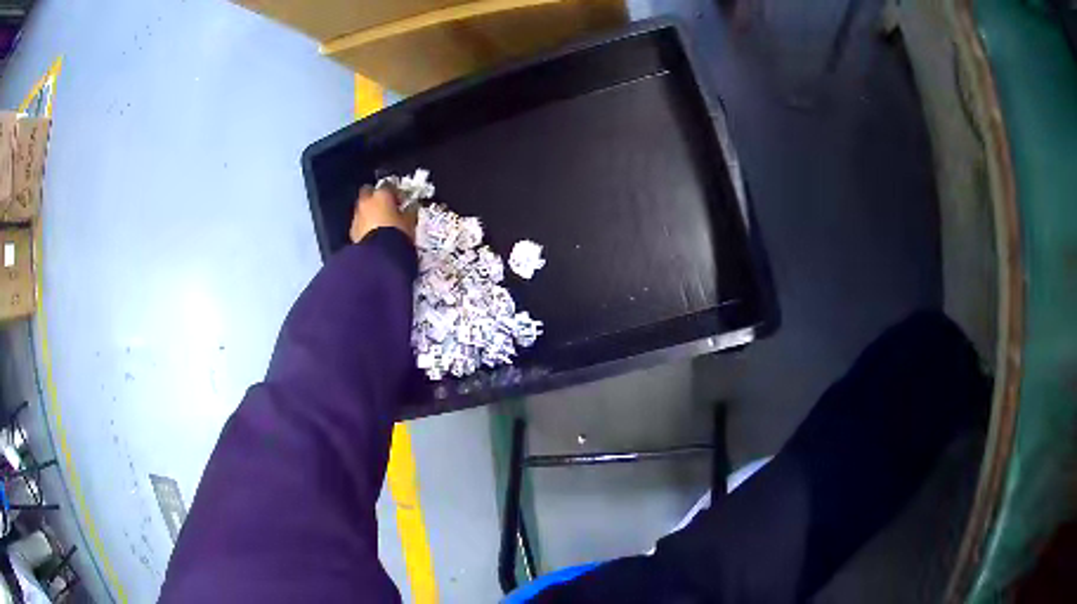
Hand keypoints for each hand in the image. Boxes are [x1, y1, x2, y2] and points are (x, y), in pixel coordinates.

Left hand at [349, 185, 416, 243]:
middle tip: (386, 207)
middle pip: (369, 191)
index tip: (401, 201)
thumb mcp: (409, 222)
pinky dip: (364, 225)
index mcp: (382, 195)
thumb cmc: (397, 234)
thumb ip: (409, 211)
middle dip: (375, 197)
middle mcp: (366, 201)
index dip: (395, 193)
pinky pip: (359, 222)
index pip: (389, 186)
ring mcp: (357, 215)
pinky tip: (372, 233)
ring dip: (369, 211)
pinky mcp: (352, 230)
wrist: (379, 256)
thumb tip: (411, 207)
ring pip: (362, 207)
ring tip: (379, 223)